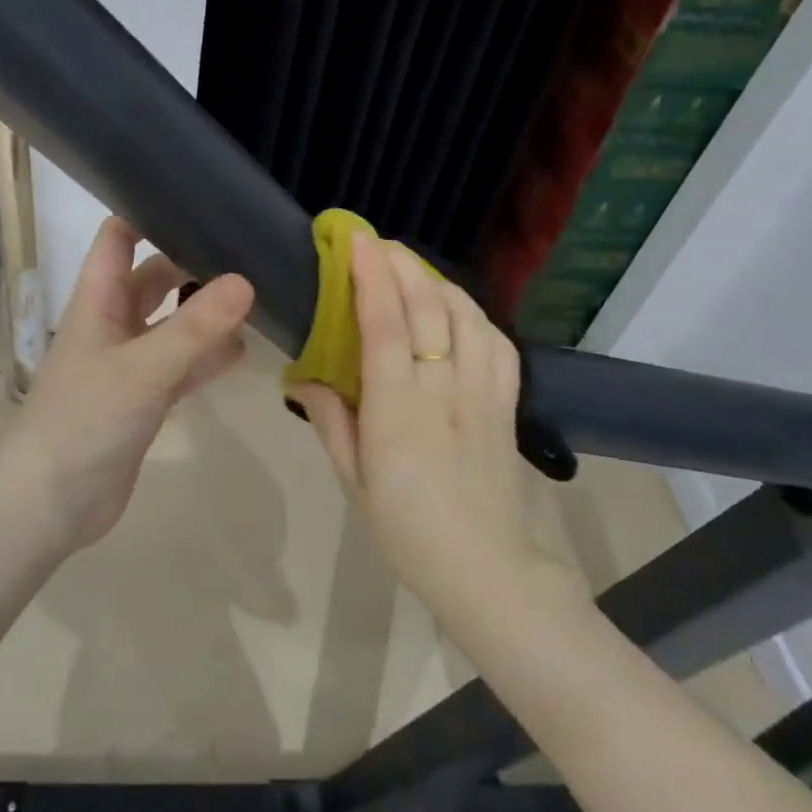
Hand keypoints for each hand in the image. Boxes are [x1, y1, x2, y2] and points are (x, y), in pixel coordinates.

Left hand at [0, 217, 254, 552]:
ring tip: (257, 296)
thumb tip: (246, 281)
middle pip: (155, 278)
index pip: (117, 238)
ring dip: (206, 314)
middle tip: (248, 251)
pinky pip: (181, 366)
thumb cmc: (85, 420)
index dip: (149, 214)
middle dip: (194, 264)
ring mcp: (129, 363)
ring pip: (173, 324)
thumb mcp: (143, 368)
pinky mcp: (144, 399)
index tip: (199, 202)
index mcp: (98, 301)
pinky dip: (207, 358)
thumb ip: (195, 328)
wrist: (51, 502)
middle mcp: (113, 324)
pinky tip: (243, 352)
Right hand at [288, 233, 556, 608]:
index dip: (372, 276)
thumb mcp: (353, 481)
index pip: (386, 325)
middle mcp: (443, 389)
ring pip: (467, 317)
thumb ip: (330, 421)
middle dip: (402, 265)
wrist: (486, 570)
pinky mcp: (508, 404)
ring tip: (412, 268)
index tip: (357, 241)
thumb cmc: (406, 530)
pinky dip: (475, 314)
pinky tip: (457, 309)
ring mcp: (482, 393)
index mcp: (398, 409)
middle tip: (377, 244)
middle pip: (428, 308)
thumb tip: (303, 379)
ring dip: (438, 281)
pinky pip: (498, 343)